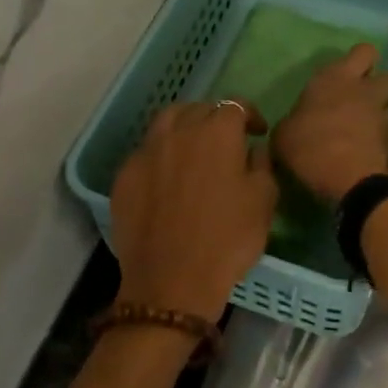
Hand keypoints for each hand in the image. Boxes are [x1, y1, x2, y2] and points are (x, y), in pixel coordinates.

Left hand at [110, 100, 277, 320]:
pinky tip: (167, 176)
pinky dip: (161, 155)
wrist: (171, 281)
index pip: (234, 106)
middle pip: (197, 109)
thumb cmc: (227, 241)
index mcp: (216, 134)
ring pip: (166, 123)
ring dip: (183, 127)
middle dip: (215, 118)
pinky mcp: (124, 176)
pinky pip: (145, 152)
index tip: (257, 131)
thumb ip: (262, 166)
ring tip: (192, 147)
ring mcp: (145, 153)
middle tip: (226, 139)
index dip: (248, 114)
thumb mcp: (263, 203)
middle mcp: (177, 133)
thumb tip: (252, 150)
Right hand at [272, 43, 387, 202]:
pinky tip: (367, 154)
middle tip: (360, 102)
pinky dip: (383, 142)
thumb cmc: (309, 147)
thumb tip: (294, 126)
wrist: (348, 180)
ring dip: (382, 116)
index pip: (363, 51)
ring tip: (364, 134)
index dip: (359, 61)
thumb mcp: (283, 135)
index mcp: (336, 78)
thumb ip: (293, 123)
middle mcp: (365, 91)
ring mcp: (384, 116)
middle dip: (378, 87)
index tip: (346, 76)